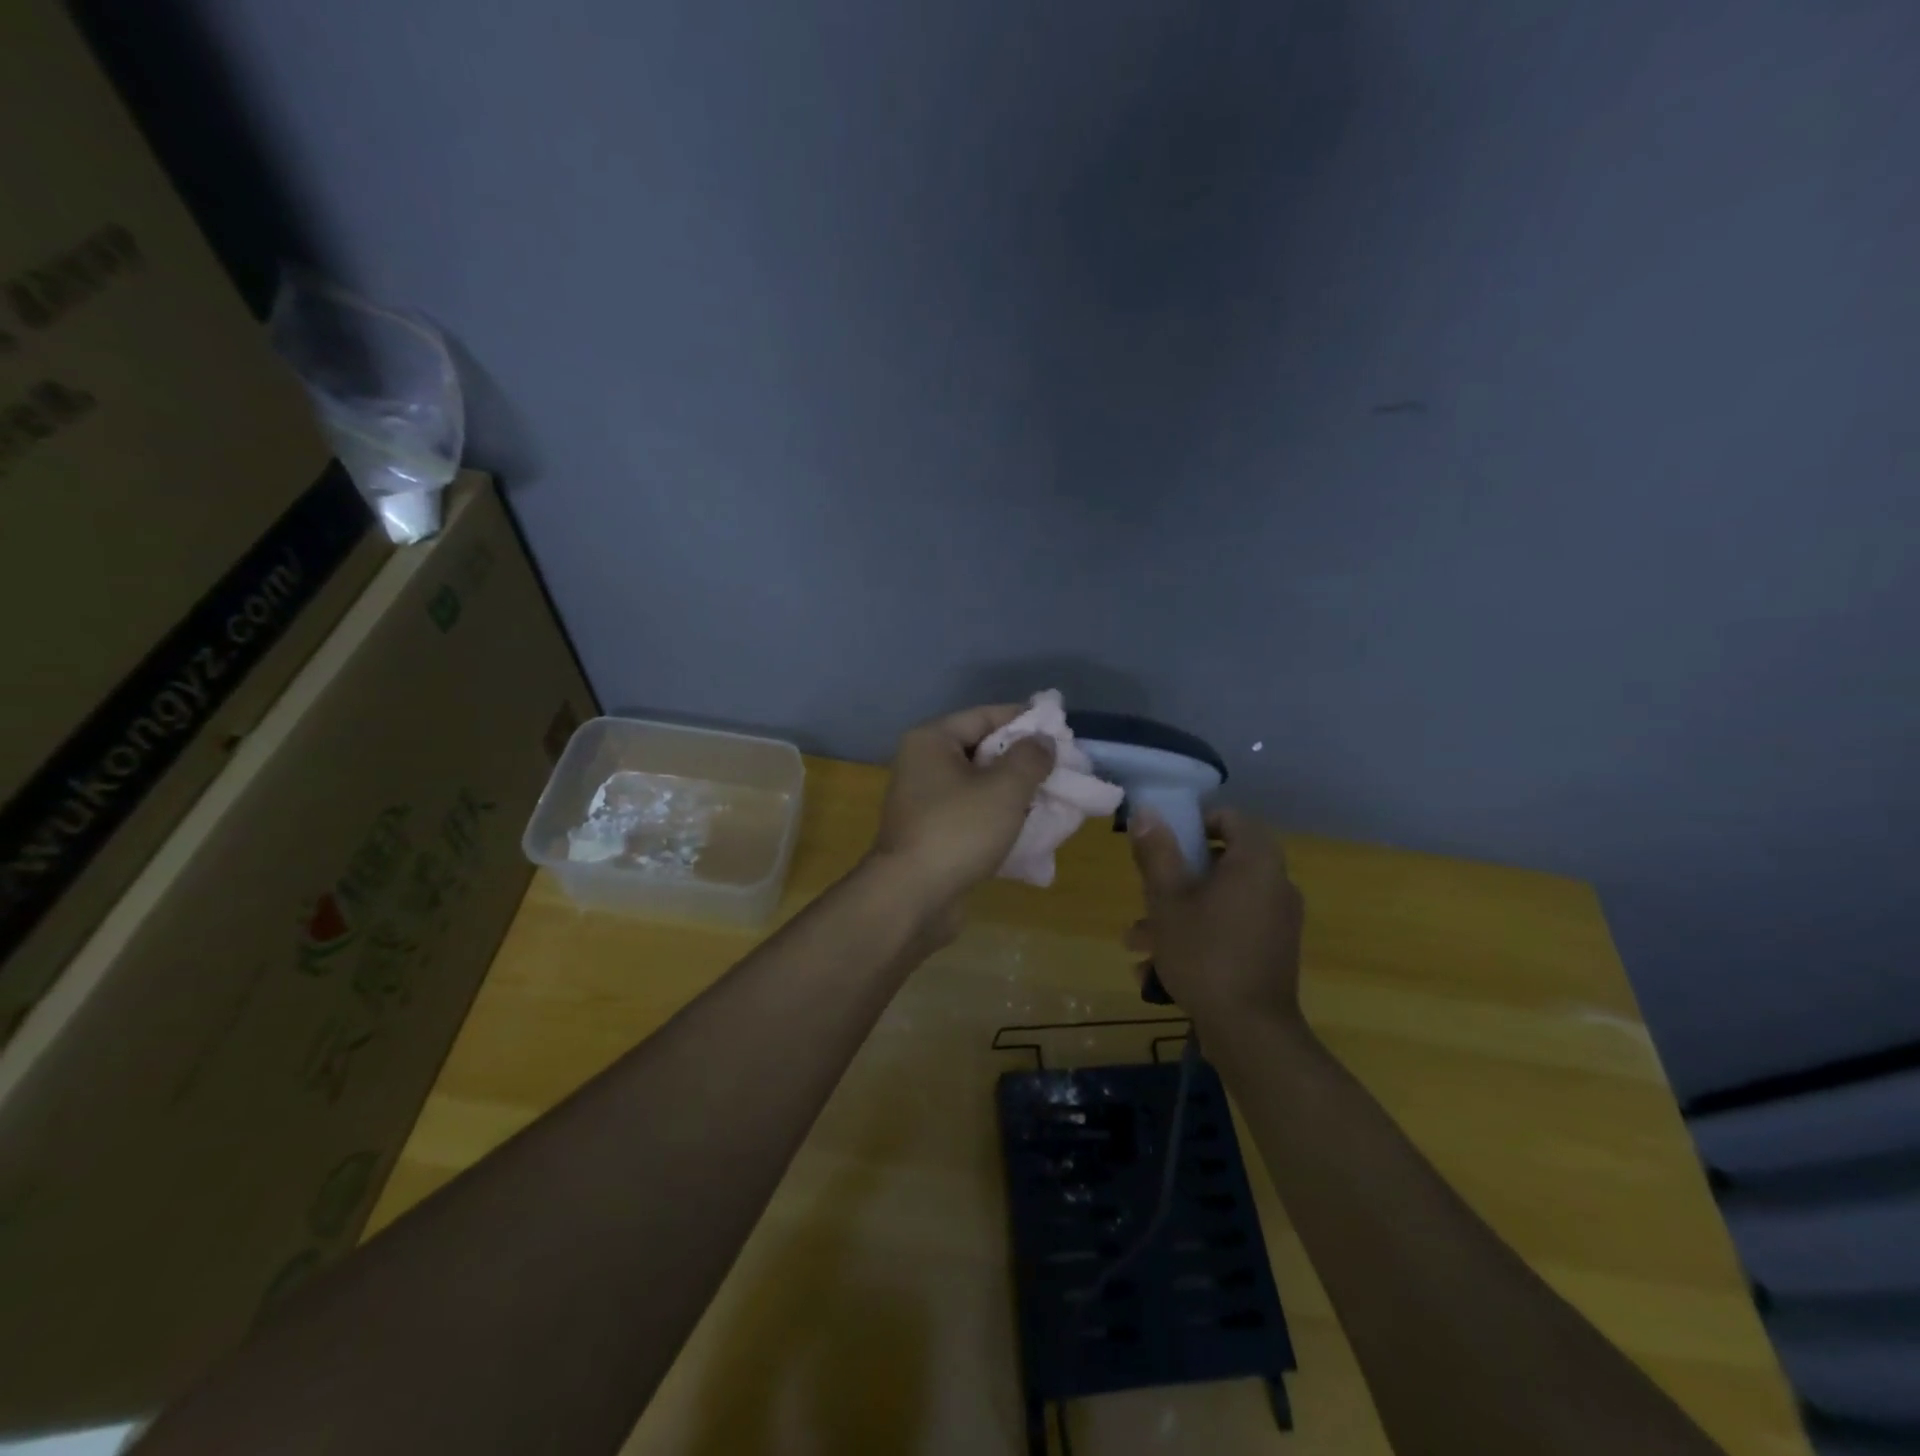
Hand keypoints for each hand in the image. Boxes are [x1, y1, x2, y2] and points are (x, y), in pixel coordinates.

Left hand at [869, 705, 1055, 913]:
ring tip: (1052, 799)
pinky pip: (972, 814)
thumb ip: (1030, 758)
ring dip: (1014, 792)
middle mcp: (923, 764)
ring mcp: (924, 801)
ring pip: (979, 785)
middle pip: (982, 749)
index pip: (985, 715)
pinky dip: (998, 818)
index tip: (1062, 733)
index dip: (1025, 721)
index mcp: (932, 741)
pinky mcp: (931, 833)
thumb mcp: (1004, 789)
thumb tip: (1043, 741)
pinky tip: (1029, 828)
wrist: (911, 897)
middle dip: (1023, 760)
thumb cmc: (958, 831)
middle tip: (1062, 769)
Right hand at [1125, 808, 1304, 1023]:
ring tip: (1138, 943)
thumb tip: (1146, 812)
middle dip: (1175, 878)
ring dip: (1179, 913)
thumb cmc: (1204, 954)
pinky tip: (1159, 969)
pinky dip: (1200, 935)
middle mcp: (1275, 884)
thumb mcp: (1167, 900)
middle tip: (1145, 894)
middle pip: (1221, 862)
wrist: (1250, 1032)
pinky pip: (1232, 927)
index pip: (1231, 818)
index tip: (1164, 843)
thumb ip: (1156, 852)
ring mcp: (1278, 920)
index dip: (1194, 823)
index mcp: (1256, 862)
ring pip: (1220, 900)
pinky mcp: (1273, 950)